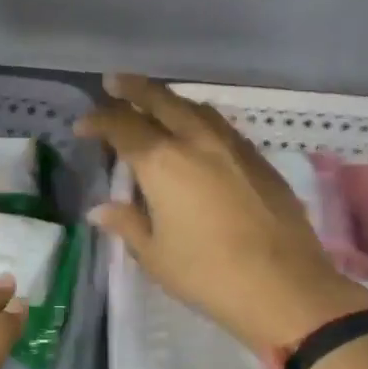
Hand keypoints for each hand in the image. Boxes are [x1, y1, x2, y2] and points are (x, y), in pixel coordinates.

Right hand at [77, 73, 367, 352]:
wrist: (284, 286)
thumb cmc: (207, 274)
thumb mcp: (155, 255)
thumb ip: (127, 224)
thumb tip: (101, 210)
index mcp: (162, 163)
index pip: (123, 128)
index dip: (99, 121)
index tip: (83, 125)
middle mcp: (196, 142)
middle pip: (161, 101)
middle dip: (134, 89)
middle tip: (114, 81)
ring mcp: (233, 147)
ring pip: (195, 108)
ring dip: (169, 100)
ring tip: (154, 102)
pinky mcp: (259, 160)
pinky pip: (220, 126)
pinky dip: (198, 119)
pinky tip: (196, 132)